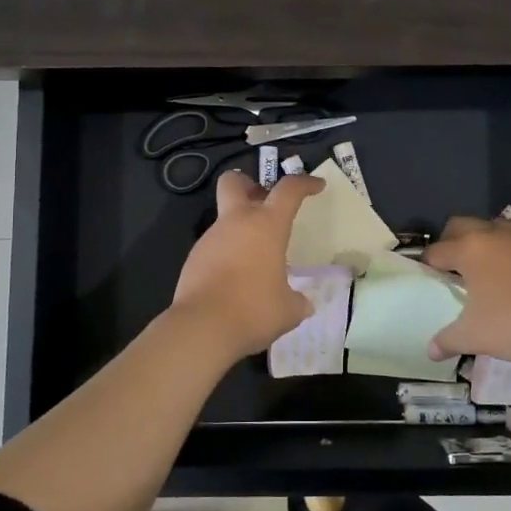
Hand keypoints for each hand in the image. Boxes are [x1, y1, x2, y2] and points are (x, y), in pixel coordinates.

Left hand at [171, 171, 323, 357]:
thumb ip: (297, 301)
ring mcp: (210, 239)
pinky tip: (235, 280)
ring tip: (255, 260)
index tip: (316, 186)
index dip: (304, 183)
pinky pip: (214, 247)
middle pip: (234, 182)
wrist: (201, 328)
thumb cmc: (254, 310)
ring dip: (240, 229)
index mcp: (267, 226)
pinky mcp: (193, 259)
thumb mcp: (288, 310)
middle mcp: (236, 223)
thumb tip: (303, 304)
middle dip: (248, 184)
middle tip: (263, 202)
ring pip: (224, 219)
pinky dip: (227, 255)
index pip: (288, 190)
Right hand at [423, 214, 510, 364]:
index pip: (437, 251)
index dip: (428, 263)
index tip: (428, 276)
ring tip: (487, 258)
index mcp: (468, 251)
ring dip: (487, 236)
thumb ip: (447, 341)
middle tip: (451, 263)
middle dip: (451, 238)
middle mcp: (493, 235)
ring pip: (497, 224)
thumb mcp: (472, 337)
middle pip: (461, 223)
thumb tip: (431, 352)